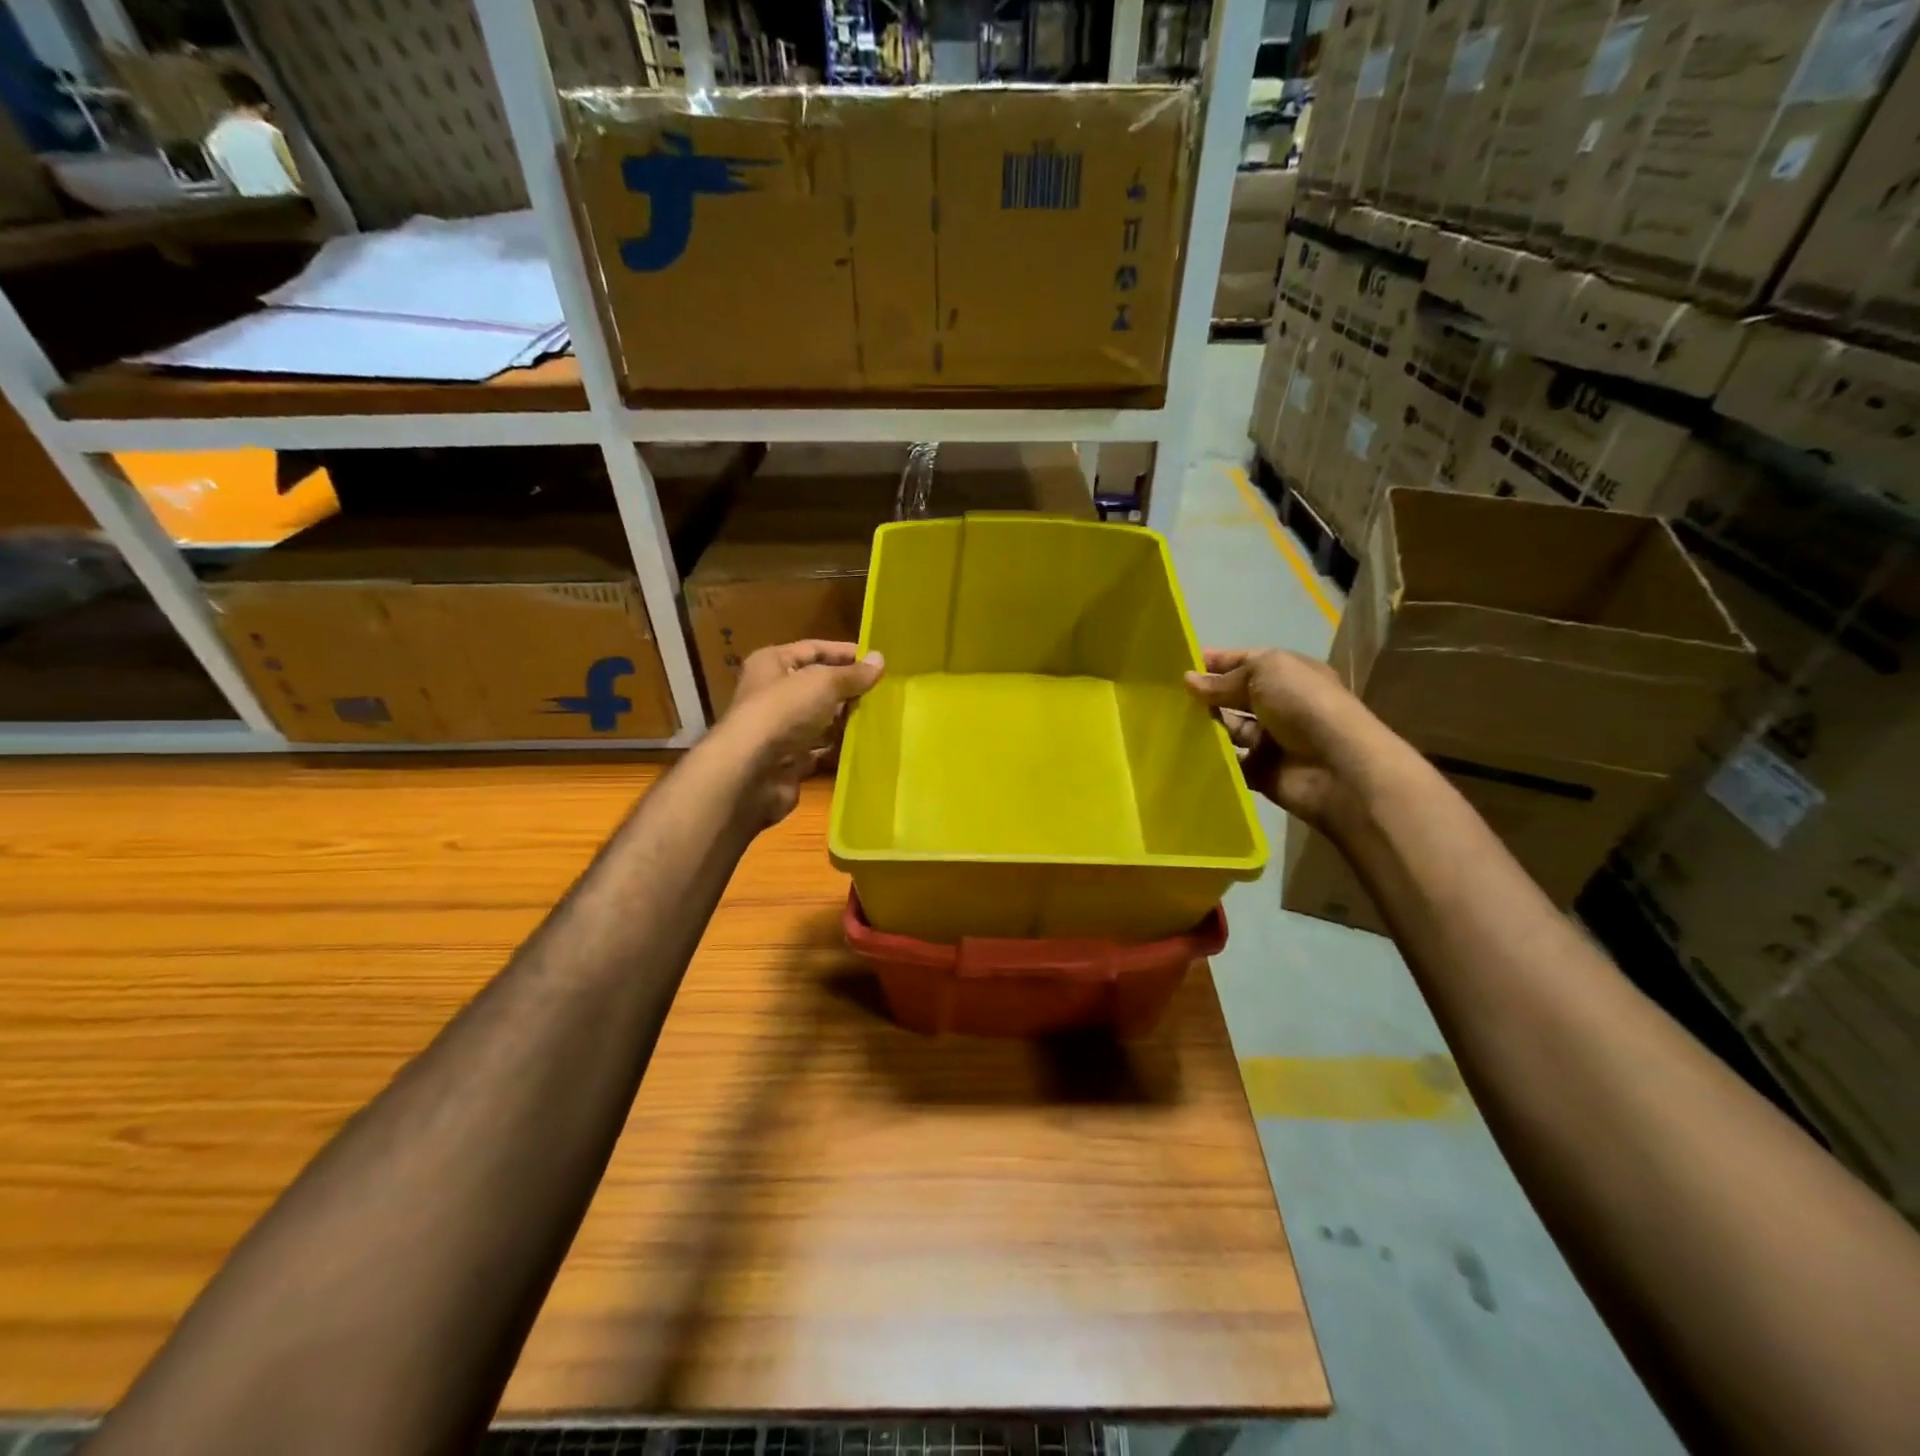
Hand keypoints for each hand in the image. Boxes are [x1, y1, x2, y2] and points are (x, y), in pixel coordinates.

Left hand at [718, 640, 884, 824]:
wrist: (752, 771)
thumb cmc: (784, 712)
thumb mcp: (823, 683)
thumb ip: (853, 674)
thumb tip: (880, 660)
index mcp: (773, 664)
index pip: (813, 649)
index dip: (844, 653)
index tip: (877, 660)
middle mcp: (773, 694)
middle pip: (817, 686)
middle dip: (848, 689)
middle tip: (884, 692)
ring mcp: (780, 729)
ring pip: (820, 720)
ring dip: (846, 720)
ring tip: (880, 718)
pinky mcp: (788, 760)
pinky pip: (819, 750)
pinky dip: (838, 749)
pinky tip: (864, 746)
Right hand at [1184, 647, 1382, 827]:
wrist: (1338, 768)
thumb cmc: (1305, 706)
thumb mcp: (1264, 673)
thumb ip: (1224, 679)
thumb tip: (1188, 680)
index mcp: (1287, 674)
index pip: (1245, 662)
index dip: (1215, 662)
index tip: (1179, 665)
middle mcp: (1279, 705)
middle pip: (1234, 696)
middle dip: (1205, 695)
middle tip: (1167, 697)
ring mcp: (1270, 740)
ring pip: (1228, 729)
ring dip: (1205, 726)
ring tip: (1171, 723)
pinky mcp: (1260, 772)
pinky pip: (1228, 762)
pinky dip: (1210, 759)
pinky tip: (1184, 751)